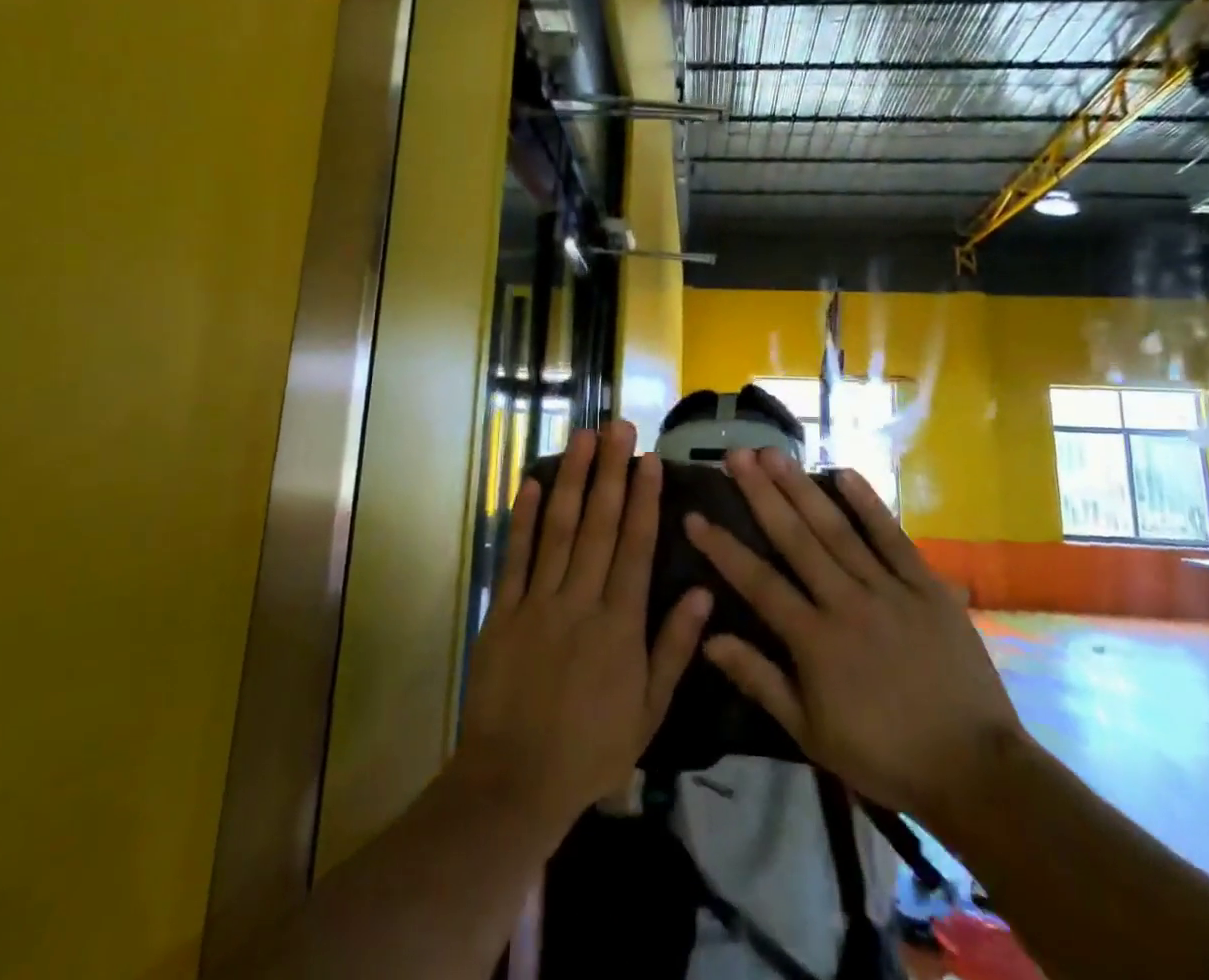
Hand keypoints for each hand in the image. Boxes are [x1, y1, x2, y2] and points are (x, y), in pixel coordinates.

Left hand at [458, 423, 712, 833]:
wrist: (515, 781)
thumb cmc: (591, 748)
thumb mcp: (649, 710)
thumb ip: (675, 648)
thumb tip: (705, 594)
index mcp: (620, 623)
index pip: (636, 546)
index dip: (644, 498)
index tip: (650, 459)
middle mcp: (581, 600)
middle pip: (599, 524)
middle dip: (610, 471)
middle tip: (617, 426)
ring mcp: (539, 601)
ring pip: (558, 528)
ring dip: (571, 479)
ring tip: (581, 438)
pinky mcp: (504, 610)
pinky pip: (515, 556)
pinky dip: (521, 518)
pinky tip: (529, 482)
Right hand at [684, 448, 1024, 836]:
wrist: (974, 769)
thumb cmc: (884, 755)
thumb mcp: (810, 732)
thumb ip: (760, 680)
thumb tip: (710, 638)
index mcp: (815, 640)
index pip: (758, 582)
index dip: (723, 547)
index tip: (694, 515)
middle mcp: (846, 602)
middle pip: (795, 539)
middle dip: (761, 493)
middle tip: (735, 454)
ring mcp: (889, 589)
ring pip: (837, 529)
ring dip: (802, 488)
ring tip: (774, 453)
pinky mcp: (927, 586)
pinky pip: (893, 538)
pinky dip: (869, 504)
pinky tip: (845, 472)